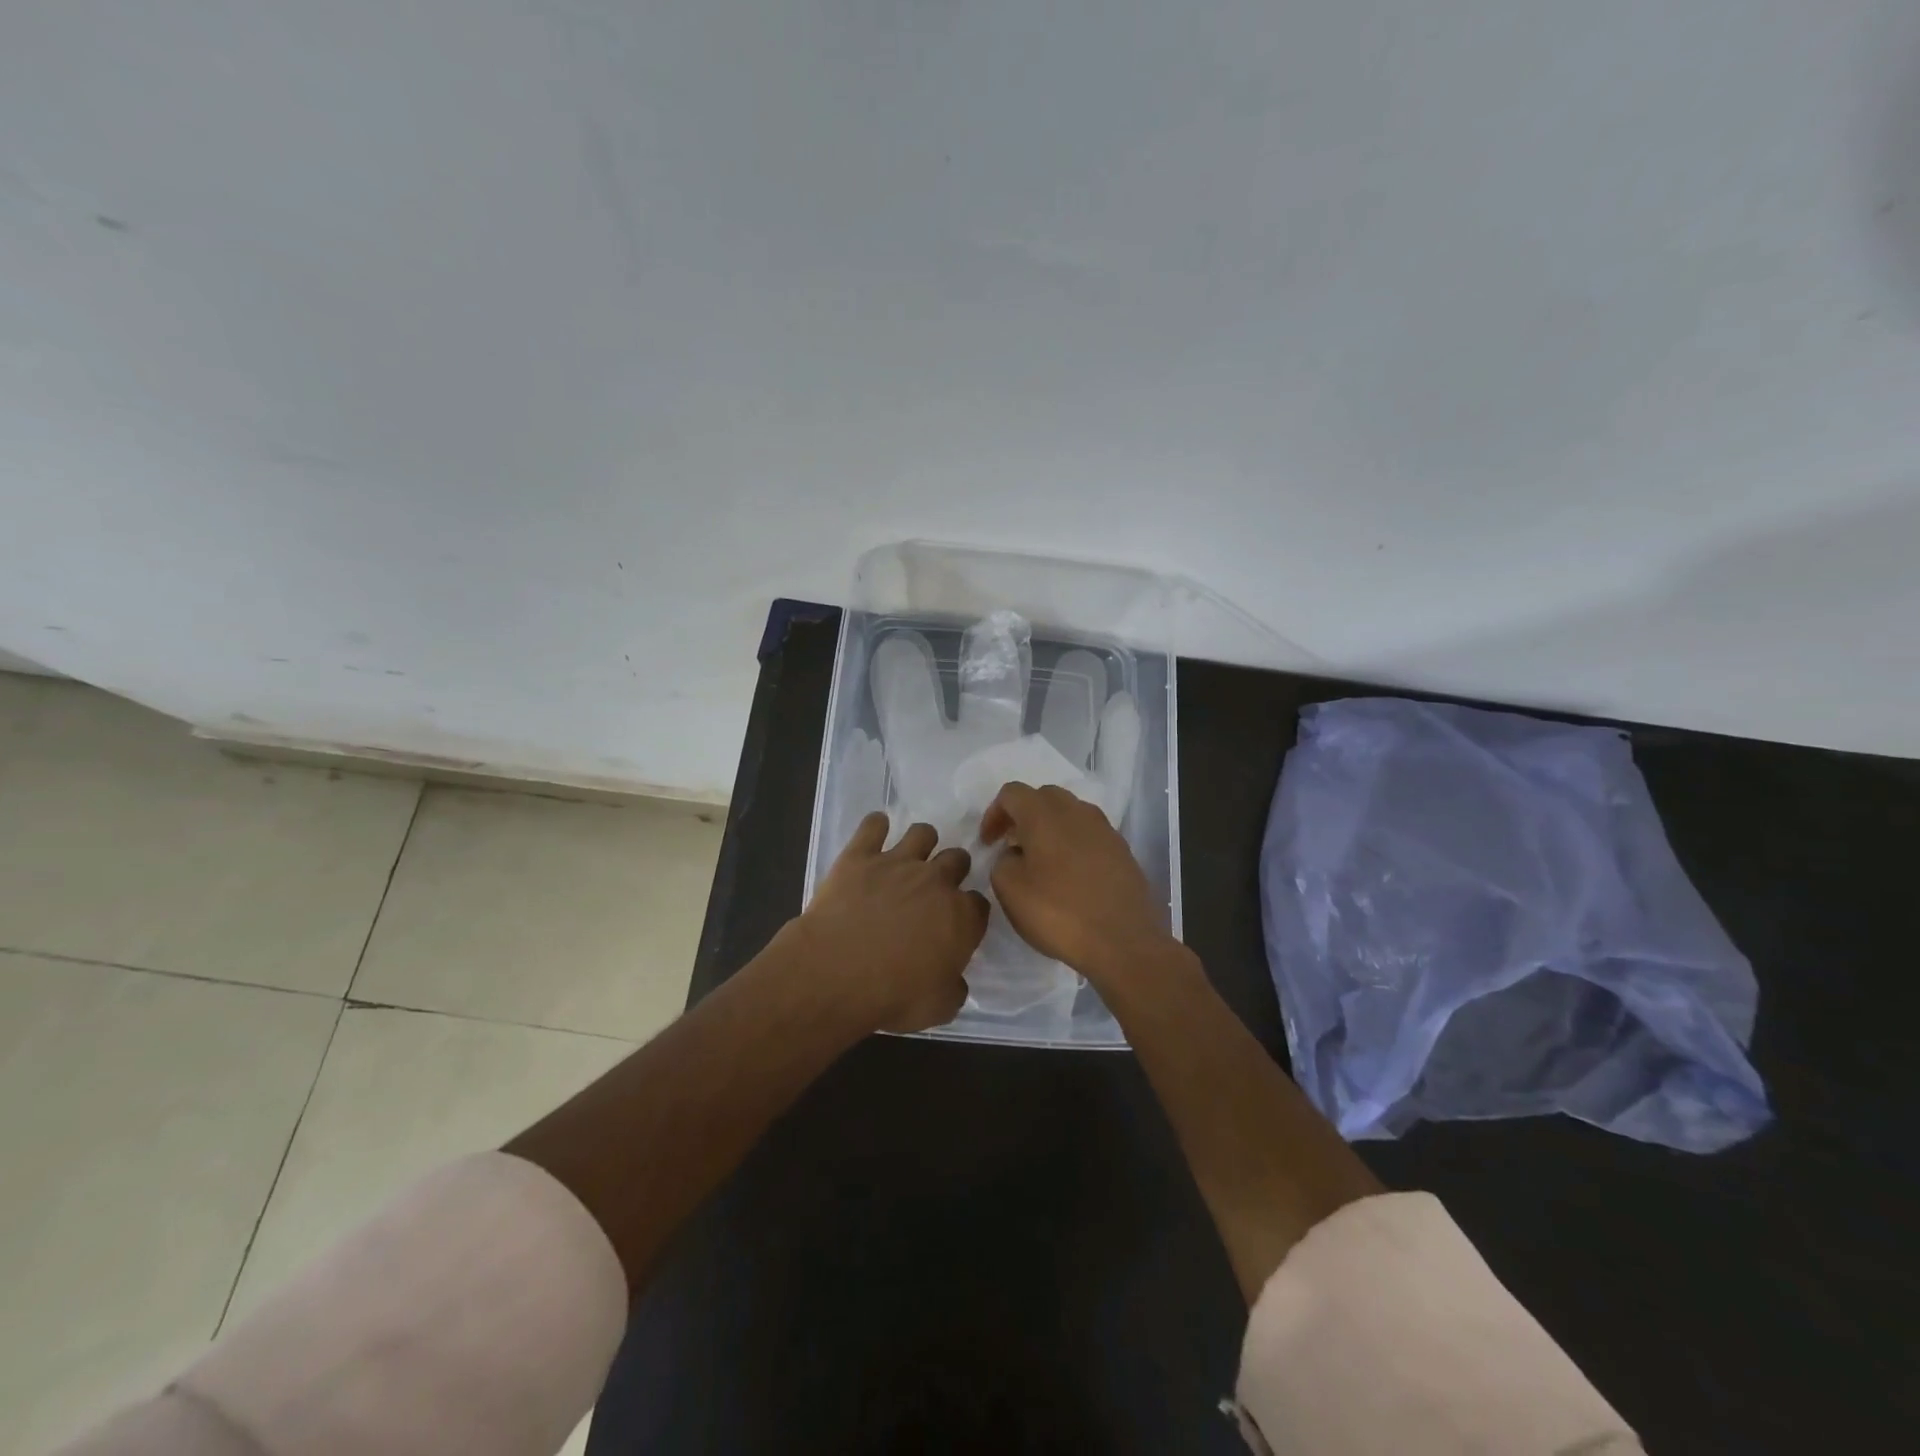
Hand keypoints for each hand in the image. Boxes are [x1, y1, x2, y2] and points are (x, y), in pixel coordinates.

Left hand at [791, 813, 988, 1033]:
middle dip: (952, 870)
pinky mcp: (860, 855)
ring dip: (922, 843)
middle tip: (935, 889)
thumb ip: (954, 988)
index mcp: (961, 916)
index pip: (979, 904)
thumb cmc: (892, 996)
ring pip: (923, 833)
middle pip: (957, 859)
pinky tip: (874, 834)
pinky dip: (876, 826)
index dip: (970, 913)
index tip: (958, 924)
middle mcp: (936, 881)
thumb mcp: (938, 1008)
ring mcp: (897, 862)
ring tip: (909, 857)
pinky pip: (873, 826)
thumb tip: (955, 980)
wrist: (835, 973)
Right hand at [979, 782, 1173, 980]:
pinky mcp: (1122, 850)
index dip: (994, 814)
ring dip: (1050, 829)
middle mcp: (1076, 811)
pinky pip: (1090, 835)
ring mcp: (1104, 829)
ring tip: (1041, 862)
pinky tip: (1070, 876)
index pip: (1012, 793)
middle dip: (1023, 816)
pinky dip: (1073, 845)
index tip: (988, 843)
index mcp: (1044, 813)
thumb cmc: (1059, 912)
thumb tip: (1015, 854)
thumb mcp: (1009, 889)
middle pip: (1044, 797)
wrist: (1123, 940)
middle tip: (1012, 846)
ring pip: (1070, 814)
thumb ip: (1002, 862)